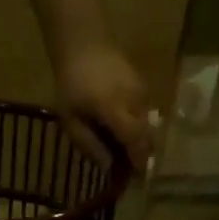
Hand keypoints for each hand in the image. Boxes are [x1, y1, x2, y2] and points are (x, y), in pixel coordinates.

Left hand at [55, 41, 153, 170]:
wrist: (84, 41)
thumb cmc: (71, 83)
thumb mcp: (70, 119)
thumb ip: (89, 144)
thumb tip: (108, 168)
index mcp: (114, 108)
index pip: (135, 140)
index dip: (138, 161)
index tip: (136, 178)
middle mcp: (134, 100)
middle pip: (146, 136)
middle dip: (140, 154)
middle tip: (127, 169)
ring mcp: (142, 91)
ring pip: (148, 125)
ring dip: (138, 140)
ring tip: (121, 149)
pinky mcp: (144, 86)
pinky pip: (145, 113)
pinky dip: (137, 126)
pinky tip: (122, 129)